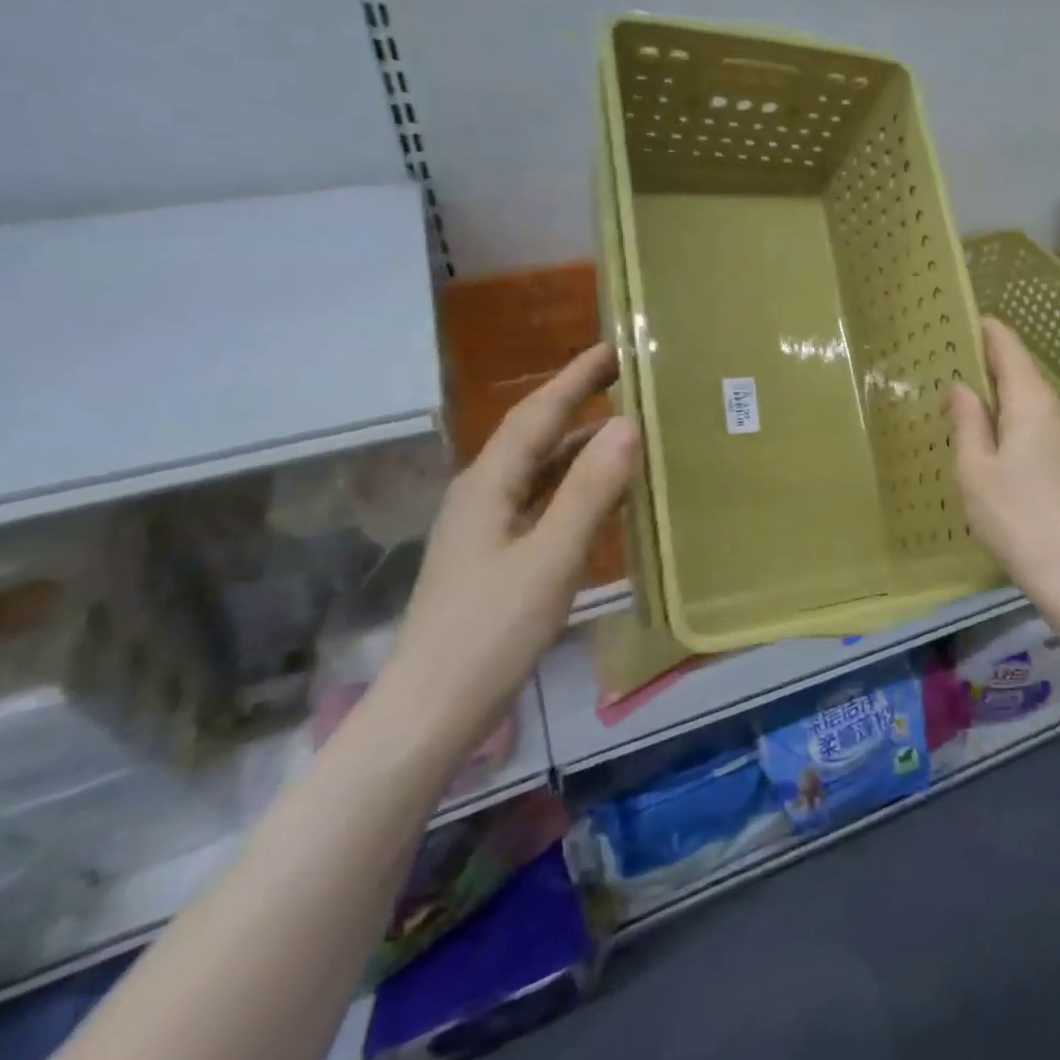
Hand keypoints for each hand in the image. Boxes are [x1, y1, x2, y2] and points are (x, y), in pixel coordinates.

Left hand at [381, 344, 636, 754]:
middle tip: (625, 376)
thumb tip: (628, 426)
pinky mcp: (495, 555)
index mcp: (488, 485)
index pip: (536, 415)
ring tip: (622, 424)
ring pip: (537, 468)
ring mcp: (486, 527)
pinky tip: (600, 491)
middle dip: (576, 401)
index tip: (614, 348)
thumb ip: (589, 491)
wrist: (430, 711)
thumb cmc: (491, 632)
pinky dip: (572, 482)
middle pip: (533, 434)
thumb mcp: (550, 558)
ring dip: (576, 441)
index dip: (575, 379)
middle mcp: (482, 494)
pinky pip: (540, 499)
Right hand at [948, 318, 1059, 609]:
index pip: (1010, 349)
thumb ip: (968, 421)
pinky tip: (1003, 444)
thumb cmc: (1014, 516)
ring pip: (1035, 402)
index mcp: (1032, 403)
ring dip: (1006, 397)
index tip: (965, 320)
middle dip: (992, 365)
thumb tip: (962, 386)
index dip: (988, 331)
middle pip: (1024, 373)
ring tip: (973, 407)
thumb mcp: (975, 469)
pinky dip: (1021, 421)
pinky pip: (1045, 426)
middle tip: (956, 366)